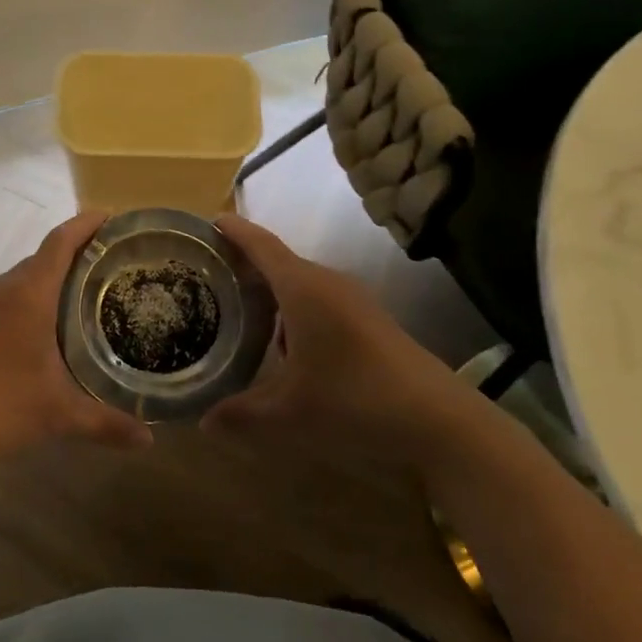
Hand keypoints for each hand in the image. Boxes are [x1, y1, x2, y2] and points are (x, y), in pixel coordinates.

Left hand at [0, 213, 154, 472]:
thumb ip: (106, 423)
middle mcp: (3, 289)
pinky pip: (6, 298)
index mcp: (29, 293)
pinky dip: (30, 299)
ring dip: (51, 278)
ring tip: (84, 296)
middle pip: (43, 256)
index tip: (112, 216)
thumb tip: (149, 440)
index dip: (86, 224)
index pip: (61, 241)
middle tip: (111, 266)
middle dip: (76, 254)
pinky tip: (42, 330)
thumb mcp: (59, 415)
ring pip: (22, 278)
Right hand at [202, 216, 461, 444]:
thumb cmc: (354, 401)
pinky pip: (319, 300)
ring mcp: (352, 300)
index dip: (234, 230)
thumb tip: (202, 421)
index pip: (261, 244)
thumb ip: (241, 414)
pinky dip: (292, 309)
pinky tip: (282, 343)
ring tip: (238, 307)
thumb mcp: (288, 413)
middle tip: (208, 272)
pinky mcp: (368, 319)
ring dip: (270, 290)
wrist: (439, 419)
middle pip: (278, 260)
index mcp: (302, 288)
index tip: (208, 220)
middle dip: (244, 263)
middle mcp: (327, 283)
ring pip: (300, 283)